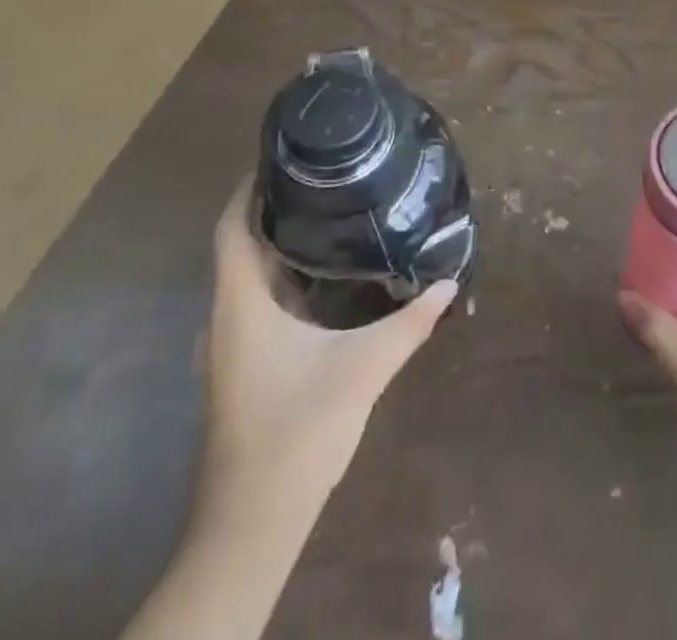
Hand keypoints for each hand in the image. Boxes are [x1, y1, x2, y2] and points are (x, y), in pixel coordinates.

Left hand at [199, 180, 456, 514]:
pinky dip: (285, 273)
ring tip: (332, 208)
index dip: (251, 185)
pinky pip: (259, 299)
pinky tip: (326, 273)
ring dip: (282, 239)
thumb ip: (410, 322)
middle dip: (277, 204)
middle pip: (242, 242)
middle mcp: (226, 316)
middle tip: (328, 174)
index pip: (233, 226)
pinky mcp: (243, 363)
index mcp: (240, 305)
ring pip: (250, 273)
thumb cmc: (298, 433)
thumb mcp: (363, 369)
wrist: (252, 524)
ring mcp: (230, 343)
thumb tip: (449, 280)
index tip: (288, 153)